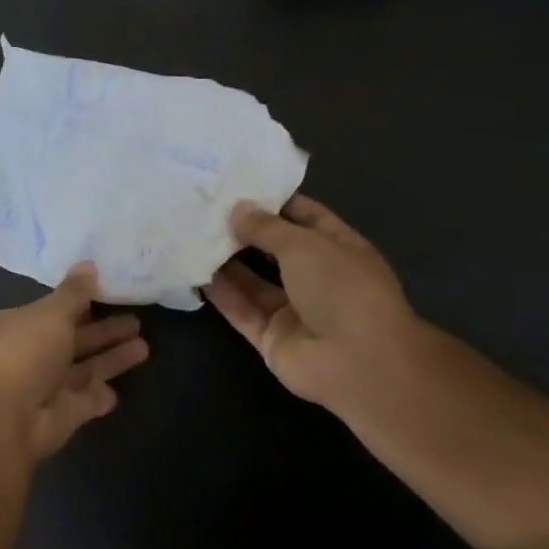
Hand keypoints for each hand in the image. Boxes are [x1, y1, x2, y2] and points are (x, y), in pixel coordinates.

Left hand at [0, 263, 149, 464]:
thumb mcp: (50, 314)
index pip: (55, 310)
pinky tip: (118, 390)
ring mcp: (46, 387)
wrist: (6, 419)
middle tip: (138, 320)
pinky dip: (100, 396)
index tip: (110, 293)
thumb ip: (73, 293)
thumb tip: (88, 264)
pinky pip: (86, 401)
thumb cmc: (24, 354)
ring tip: (144, 346)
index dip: (81, 302)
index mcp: (19, 326)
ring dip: (111, 358)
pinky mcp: (62, 415)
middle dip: (104, 330)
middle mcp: (31, 354)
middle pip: (74, 339)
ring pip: (84, 369)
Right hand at [203, 195, 421, 414]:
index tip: (236, 184)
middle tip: (203, 209)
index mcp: (339, 250)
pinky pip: (240, 310)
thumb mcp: (304, 245)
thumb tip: (236, 209)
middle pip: (274, 249)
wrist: (357, 363)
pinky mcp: (270, 336)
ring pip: (253, 281)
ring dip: (225, 261)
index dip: (273, 201)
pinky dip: (220, 294)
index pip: (304, 217)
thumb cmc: (342, 290)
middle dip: (242, 231)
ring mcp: (293, 310)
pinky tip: (193, 272)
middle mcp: (316, 278)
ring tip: (191, 236)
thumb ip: (266, 227)